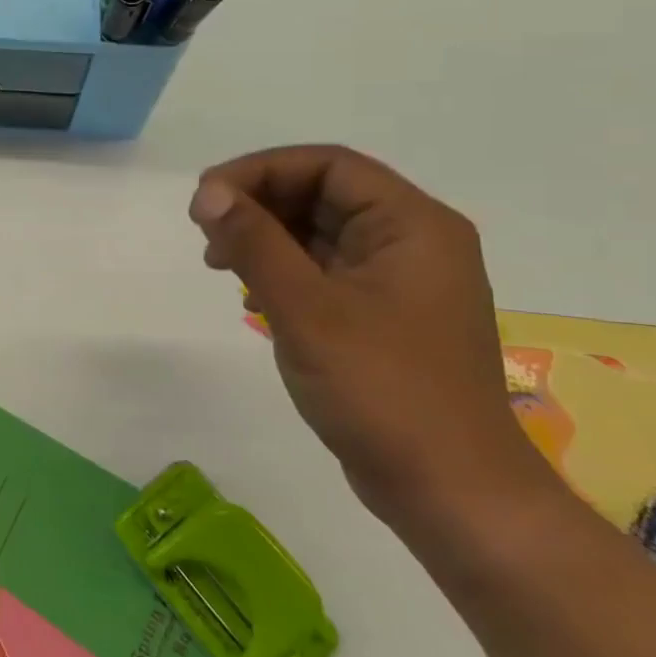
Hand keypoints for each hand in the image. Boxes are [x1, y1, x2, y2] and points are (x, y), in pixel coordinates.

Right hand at [190, 146, 553, 530]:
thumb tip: (209, 193)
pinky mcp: (382, 315)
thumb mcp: (306, 309)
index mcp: (413, 225)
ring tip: (219, 262)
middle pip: (323, 193)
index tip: (205, 200)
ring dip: (265, 236)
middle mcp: (412, 241)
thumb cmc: (382, 390)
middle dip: (258, 204)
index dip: (260, 171)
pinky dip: (282, 269)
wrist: (450, 491)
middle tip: (206, 233)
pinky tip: (251, 293)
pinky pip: (325, 269)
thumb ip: (254, 243)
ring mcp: (399, 281)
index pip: (328, 165)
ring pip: (320, 232)